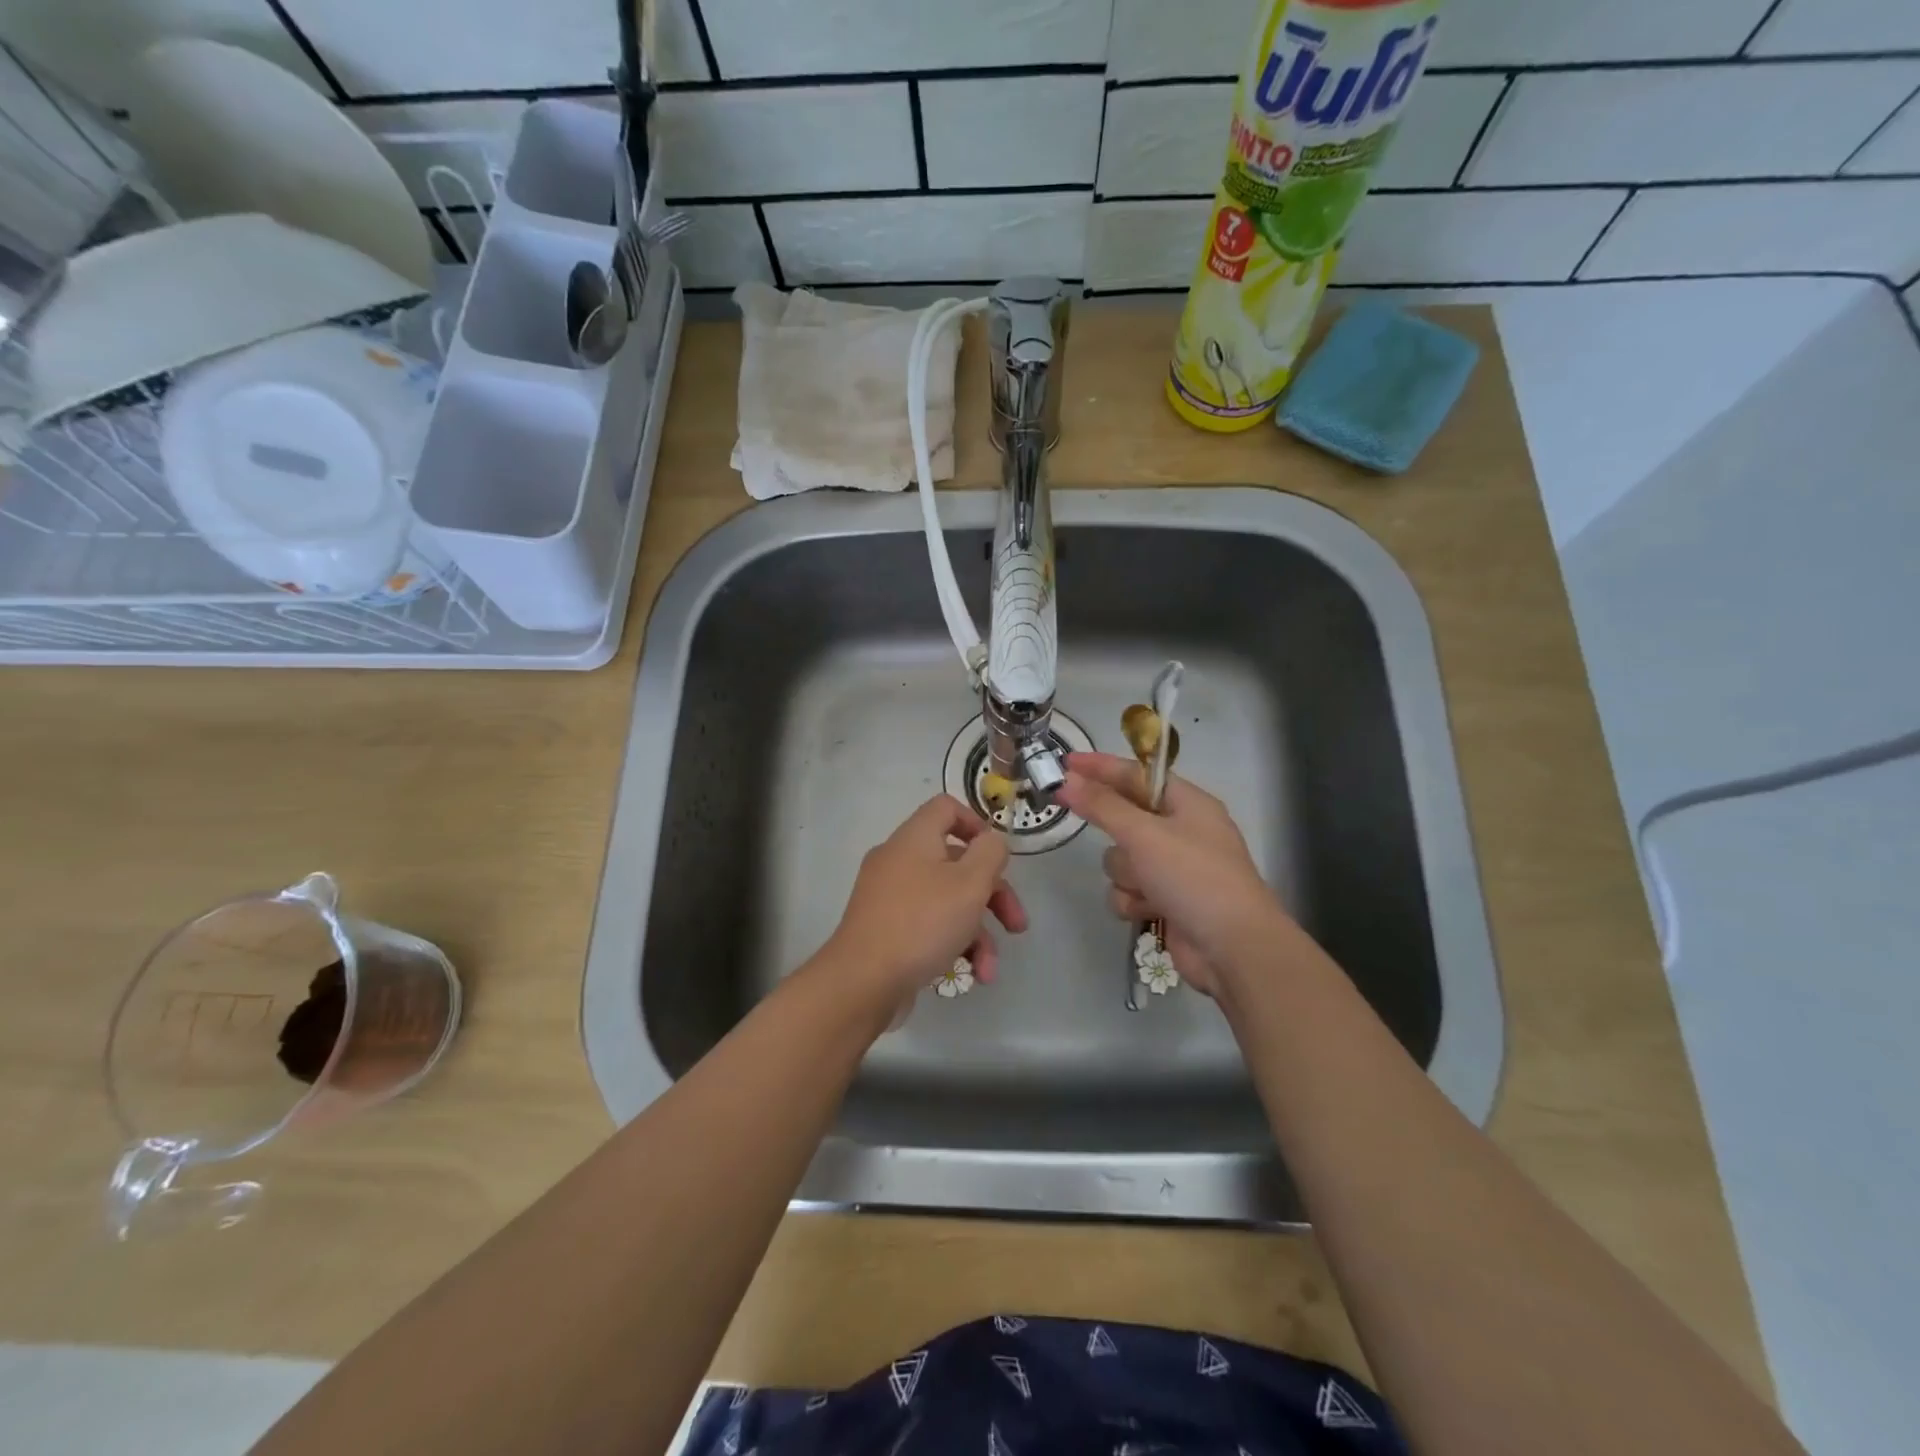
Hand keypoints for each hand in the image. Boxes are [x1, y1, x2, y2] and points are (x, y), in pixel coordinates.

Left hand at [819, 795, 1027, 1018]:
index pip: (946, 808)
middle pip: (956, 862)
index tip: (998, 858)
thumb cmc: (922, 923)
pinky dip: (952, 945)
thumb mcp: (970, 883)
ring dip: (977, 932)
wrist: (862, 982)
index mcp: (914, 839)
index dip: (977, 825)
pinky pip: (927, 926)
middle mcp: (898, 861)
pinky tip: (971, 975)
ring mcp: (889, 897)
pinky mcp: (885, 930)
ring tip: (990, 968)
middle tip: (1016, 924)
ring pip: (946, 901)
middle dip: (992, 895)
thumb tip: (992, 841)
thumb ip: (990, 854)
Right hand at [1055, 752, 1280, 995]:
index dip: (1100, 767)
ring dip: (1126, 875)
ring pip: (1121, 860)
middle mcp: (1181, 832)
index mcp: (1187, 803)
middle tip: (1087, 824)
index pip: (1136, 775)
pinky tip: (1148, 911)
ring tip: (1146, 887)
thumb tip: (1066, 780)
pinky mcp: (1165, 901)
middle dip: (1116, 835)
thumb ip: (1101, 806)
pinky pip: (1129, 890)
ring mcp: (1173, 869)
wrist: (1233, 949)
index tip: (1065, 763)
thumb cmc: (1194, 877)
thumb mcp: (1144, 834)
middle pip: (1124, 819)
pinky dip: (1133, 900)